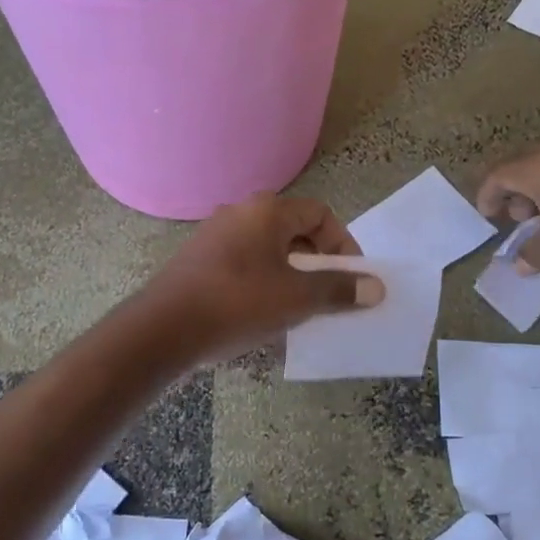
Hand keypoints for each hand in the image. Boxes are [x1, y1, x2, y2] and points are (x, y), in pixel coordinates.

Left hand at [139, 194, 383, 361]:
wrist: (165, 328)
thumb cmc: (238, 303)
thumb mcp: (297, 298)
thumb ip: (338, 289)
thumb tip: (375, 287)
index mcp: (266, 211)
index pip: (320, 214)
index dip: (343, 243)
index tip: (350, 277)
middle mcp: (239, 214)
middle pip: (293, 230)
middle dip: (317, 262)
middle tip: (328, 295)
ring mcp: (214, 236)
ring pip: (267, 250)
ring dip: (290, 275)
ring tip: (299, 309)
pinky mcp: (198, 261)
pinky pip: (243, 265)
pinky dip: (262, 283)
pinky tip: (262, 315)